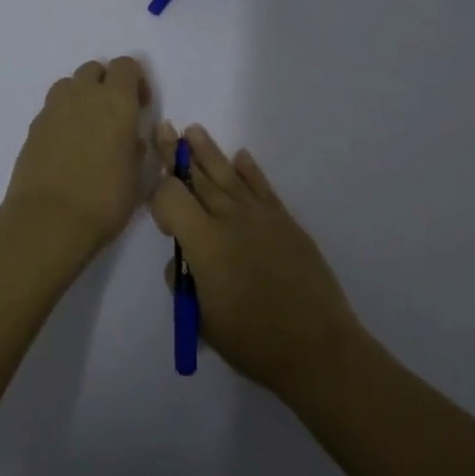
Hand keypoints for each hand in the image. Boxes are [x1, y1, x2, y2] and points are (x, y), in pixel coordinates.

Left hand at [2, 57, 150, 260]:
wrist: (49, 221)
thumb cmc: (105, 199)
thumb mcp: (138, 176)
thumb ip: (136, 148)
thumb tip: (129, 138)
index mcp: (117, 102)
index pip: (126, 65)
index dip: (136, 81)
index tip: (140, 107)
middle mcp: (83, 96)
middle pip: (94, 69)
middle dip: (106, 84)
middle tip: (114, 116)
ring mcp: (53, 109)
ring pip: (69, 85)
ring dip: (81, 96)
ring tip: (88, 128)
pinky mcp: (32, 128)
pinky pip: (52, 109)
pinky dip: (62, 118)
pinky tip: (66, 148)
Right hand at [150, 121, 360, 397]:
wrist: (315, 346)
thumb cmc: (252, 340)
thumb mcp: (201, 318)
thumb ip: (185, 282)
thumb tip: (183, 261)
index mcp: (203, 241)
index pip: (170, 196)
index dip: (158, 198)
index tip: (161, 217)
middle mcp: (230, 217)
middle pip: (197, 177)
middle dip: (177, 155)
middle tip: (164, 130)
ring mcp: (261, 215)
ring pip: (228, 174)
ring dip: (208, 152)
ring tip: (194, 130)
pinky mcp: (285, 221)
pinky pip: (262, 187)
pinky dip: (250, 170)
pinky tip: (242, 157)